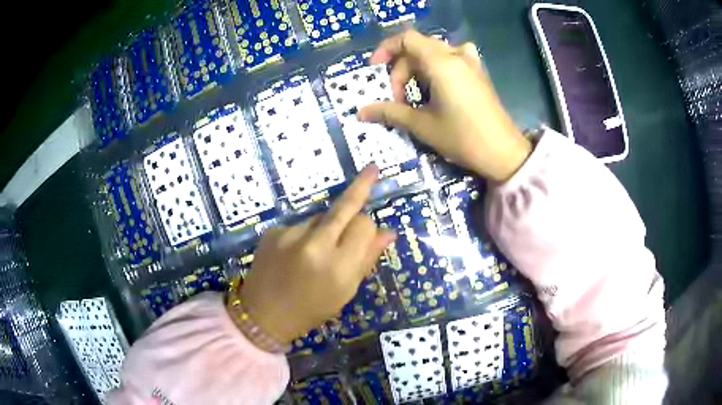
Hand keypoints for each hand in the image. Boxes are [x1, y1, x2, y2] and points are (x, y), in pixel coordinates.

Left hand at [235, 165, 395, 344]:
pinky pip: (301, 224)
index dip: (368, 227)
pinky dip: (306, 234)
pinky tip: (296, 253)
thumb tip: (389, 232)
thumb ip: (367, 259)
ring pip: (322, 216)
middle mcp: (315, 245)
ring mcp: (290, 234)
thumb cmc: (310, 309)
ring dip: (328, 226)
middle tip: (373, 169)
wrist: (263, 315)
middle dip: (361, 186)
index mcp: (338, 267)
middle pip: (344, 206)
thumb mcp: (345, 291)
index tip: (369, 228)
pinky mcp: (273, 231)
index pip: (364, 225)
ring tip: (317, 251)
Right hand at [358, 30, 531, 182]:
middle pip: (418, 47)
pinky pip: (450, 59)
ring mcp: (471, 62)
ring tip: (415, 95)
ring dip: (417, 69)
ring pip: (433, 53)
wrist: (503, 152)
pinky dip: (435, 69)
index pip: (406, 39)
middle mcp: (457, 55)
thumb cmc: (462, 137)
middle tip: (397, 97)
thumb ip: (390, 113)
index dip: (386, 49)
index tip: (376, 69)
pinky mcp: (478, 72)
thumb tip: (361, 112)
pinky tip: (436, 88)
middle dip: (401, 68)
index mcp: (441, 62)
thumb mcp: (422, 125)